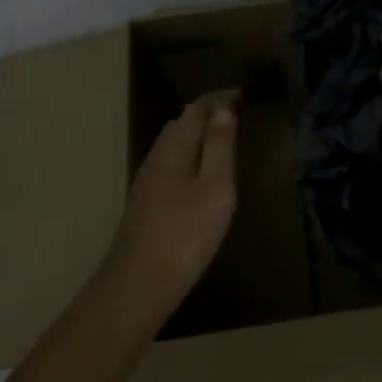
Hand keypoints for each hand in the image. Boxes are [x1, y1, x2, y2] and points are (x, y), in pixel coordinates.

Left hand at [99, 90, 238, 324]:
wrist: (135, 288)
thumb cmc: (184, 235)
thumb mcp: (215, 188)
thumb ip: (219, 146)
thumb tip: (224, 108)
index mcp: (175, 146)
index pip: (197, 107)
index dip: (220, 97)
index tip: (245, 93)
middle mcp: (158, 155)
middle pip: (183, 122)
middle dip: (210, 112)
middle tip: (239, 113)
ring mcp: (148, 180)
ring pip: (175, 143)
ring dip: (199, 134)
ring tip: (226, 139)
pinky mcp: (146, 202)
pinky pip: (172, 162)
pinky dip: (191, 155)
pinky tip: (202, 175)